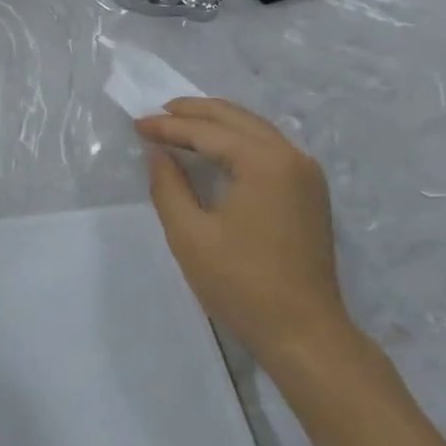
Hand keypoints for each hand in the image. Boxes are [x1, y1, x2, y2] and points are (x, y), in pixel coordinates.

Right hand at [135, 98, 358, 379]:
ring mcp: (306, 174)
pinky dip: (237, 140)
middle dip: (194, 112)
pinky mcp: (309, 192)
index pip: (208, 131)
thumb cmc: (241, 284)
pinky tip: (215, 148)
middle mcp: (291, 157)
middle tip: (157, 112)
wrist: (304, 333)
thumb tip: (159, 153)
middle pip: (236, 119)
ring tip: (179, 123)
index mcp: (265, 162)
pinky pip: (268, 148)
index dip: (169, 126)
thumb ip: (168, 186)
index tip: (136, 124)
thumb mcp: (189, 235)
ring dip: (217, 123)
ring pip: (255, 130)